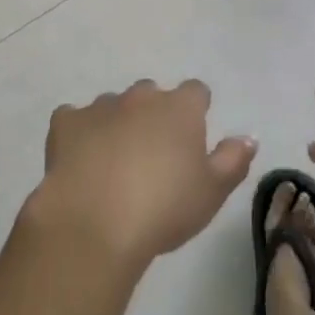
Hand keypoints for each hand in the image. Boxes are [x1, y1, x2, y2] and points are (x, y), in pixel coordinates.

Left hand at [27, 79, 256, 268]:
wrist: (94, 222)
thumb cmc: (163, 208)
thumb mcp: (212, 192)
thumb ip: (233, 160)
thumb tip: (248, 137)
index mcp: (179, 108)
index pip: (196, 92)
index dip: (196, 110)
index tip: (193, 136)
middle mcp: (141, 97)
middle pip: (152, 94)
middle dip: (154, 115)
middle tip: (154, 154)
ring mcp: (100, 107)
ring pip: (113, 105)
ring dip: (118, 123)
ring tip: (115, 163)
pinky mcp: (66, 123)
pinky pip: (74, 118)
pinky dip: (79, 132)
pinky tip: (79, 159)